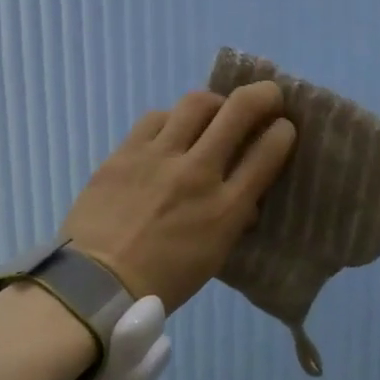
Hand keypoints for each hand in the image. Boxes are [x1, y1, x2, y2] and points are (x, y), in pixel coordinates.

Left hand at [61, 81, 295, 312]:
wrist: (95, 284)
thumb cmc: (160, 282)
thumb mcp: (213, 257)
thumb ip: (233, 219)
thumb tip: (244, 198)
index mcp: (225, 208)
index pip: (268, 151)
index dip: (283, 132)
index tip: (282, 129)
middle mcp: (197, 173)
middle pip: (239, 111)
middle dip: (263, 95)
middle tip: (268, 96)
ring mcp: (159, 157)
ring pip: (197, 103)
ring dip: (215, 102)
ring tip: (215, 112)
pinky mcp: (125, 152)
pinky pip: (156, 118)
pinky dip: (172, 120)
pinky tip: (171, 131)